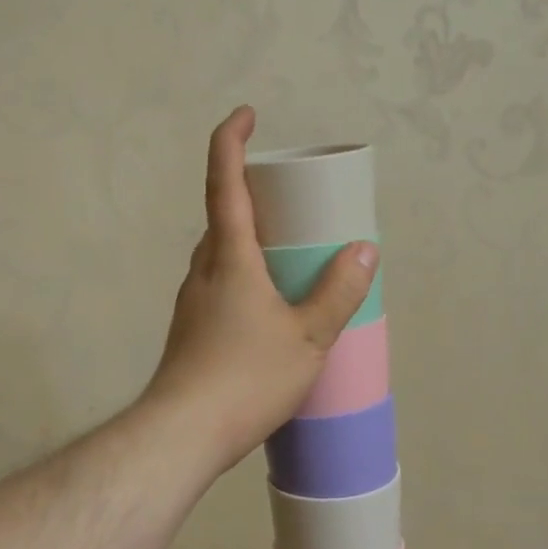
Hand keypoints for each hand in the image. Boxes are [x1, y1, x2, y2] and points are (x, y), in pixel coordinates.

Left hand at [144, 106, 377, 473]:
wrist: (183, 434)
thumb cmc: (246, 378)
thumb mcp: (308, 337)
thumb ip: (337, 293)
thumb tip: (365, 251)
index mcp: (229, 258)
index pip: (224, 183)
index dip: (231, 141)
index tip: (246, 115)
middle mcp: (203, 271)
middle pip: (222, 218)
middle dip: (251, 196)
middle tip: (290, 203)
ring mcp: (191, 303)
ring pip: (220, 256)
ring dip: (248, 242)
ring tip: (286, 257)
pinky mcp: (190, 332)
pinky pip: (219, 286)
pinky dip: (244, 278)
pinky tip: (267, 310)